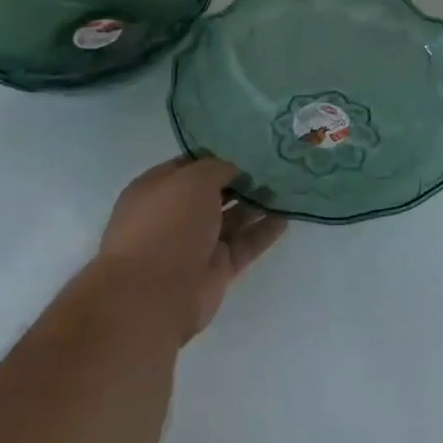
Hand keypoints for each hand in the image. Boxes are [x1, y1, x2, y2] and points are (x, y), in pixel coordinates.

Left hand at [99, 157, 286, 339]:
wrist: (155, 294)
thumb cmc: (168, 224)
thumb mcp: (194, 179)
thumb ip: (218, 168)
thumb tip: (234, 171)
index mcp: (157, 189)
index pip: (190, 166)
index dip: (217, 157)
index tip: (249, 148)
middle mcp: (175, 215)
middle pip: (213, 193)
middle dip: (241, 181)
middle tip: (275, 166)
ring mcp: (195, 244)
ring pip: (231, 219)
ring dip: (256, 205)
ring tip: (286, 188)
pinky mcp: (216, 269)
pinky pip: (244, 244)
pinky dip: (263, 232)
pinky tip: (286, 217)